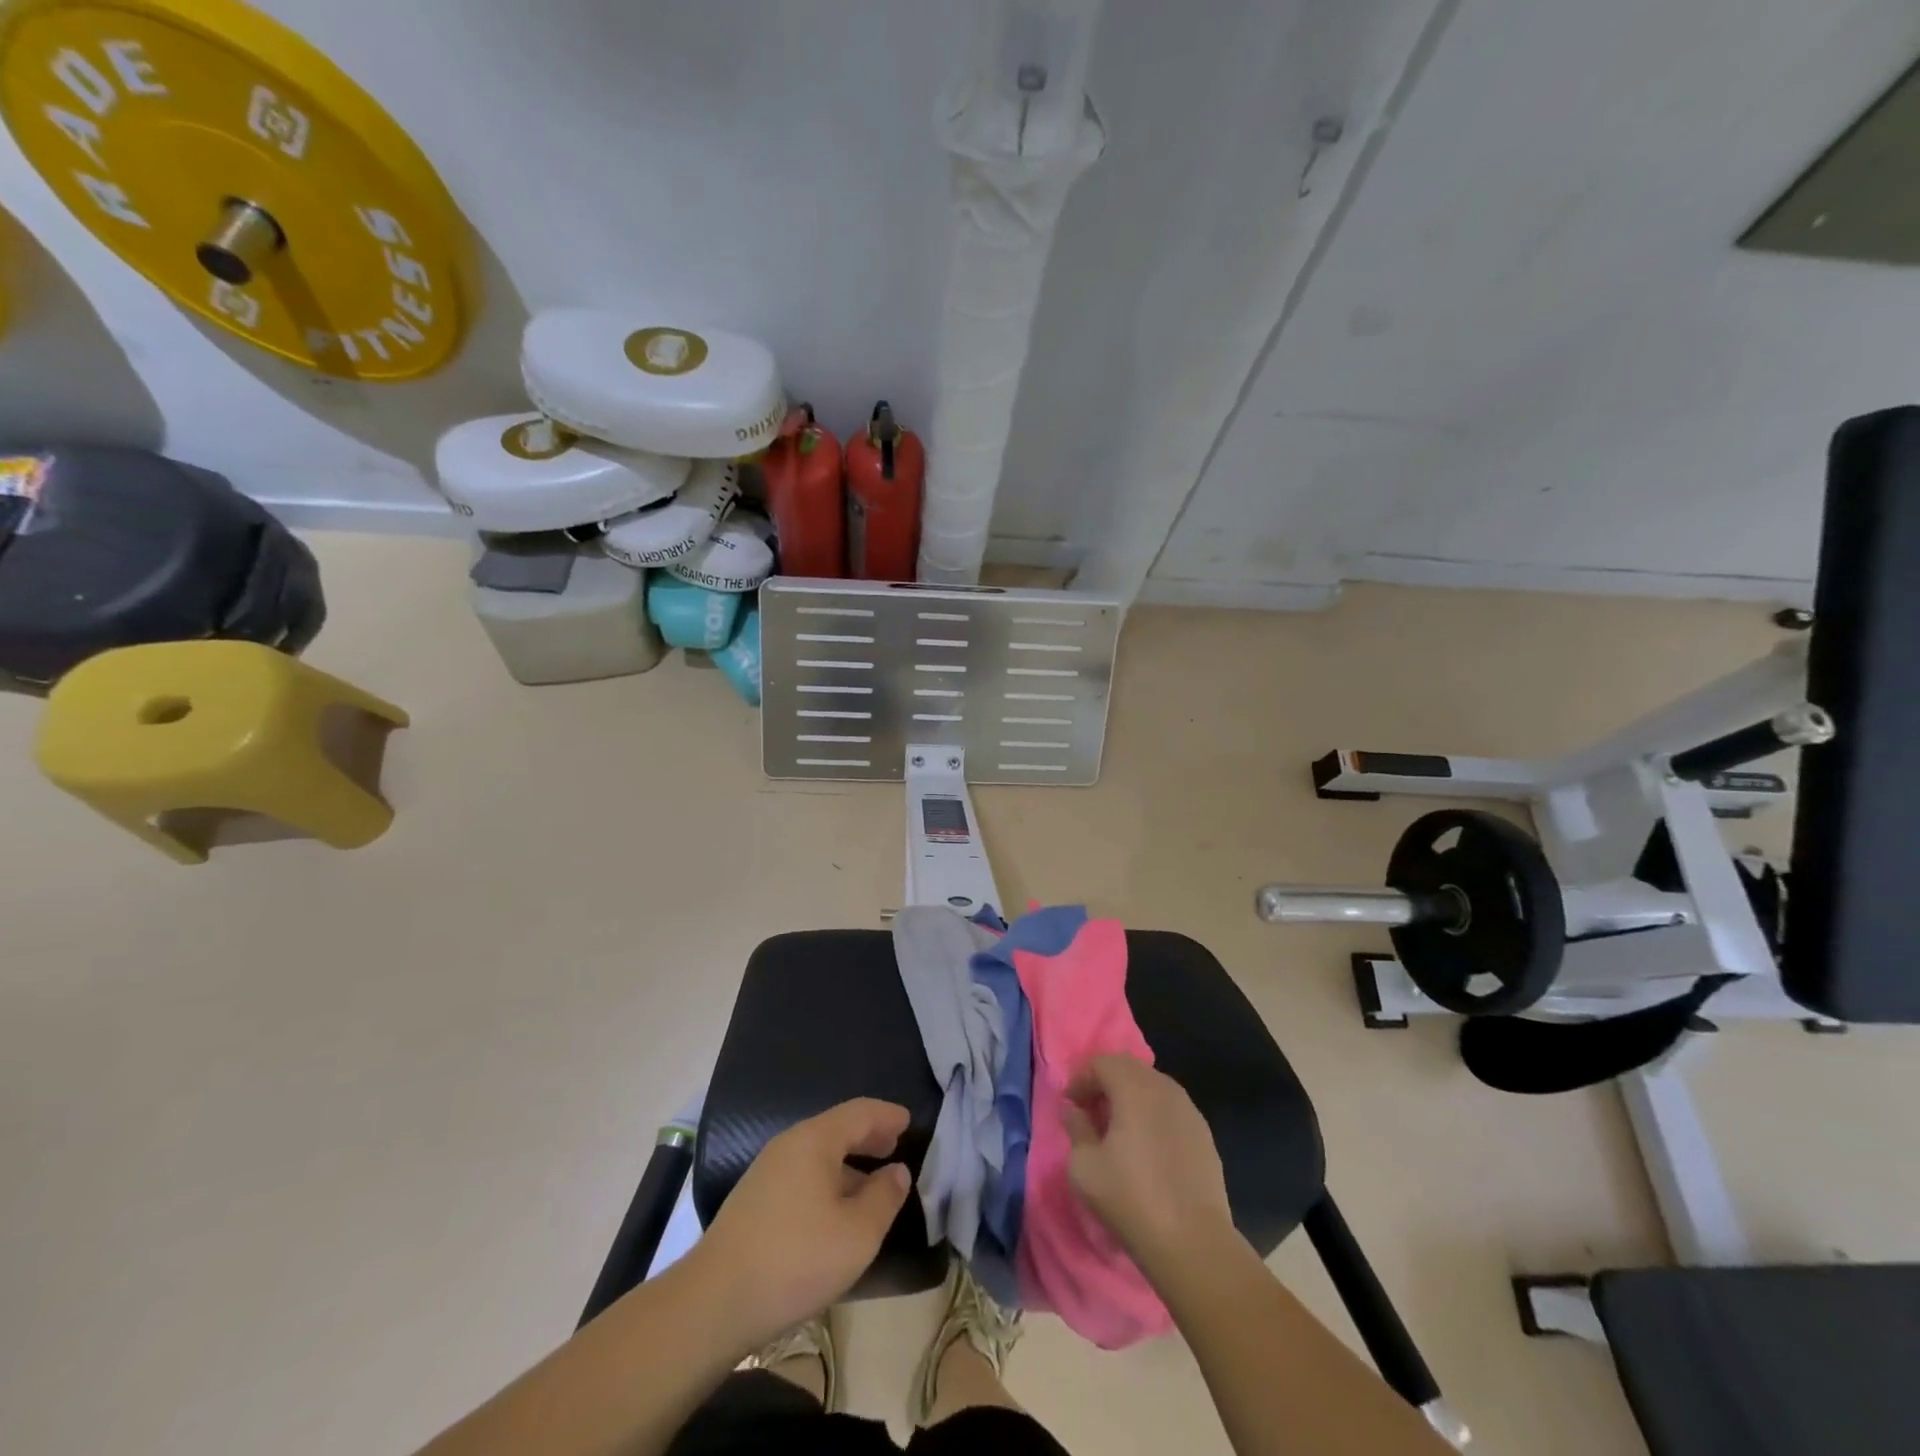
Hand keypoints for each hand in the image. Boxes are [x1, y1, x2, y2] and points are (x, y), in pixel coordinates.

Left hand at [691, 1099, 912, 1350]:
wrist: (714, 1303)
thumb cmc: (795, 1260)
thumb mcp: (857, 1234)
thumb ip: (884, 1197)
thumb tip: (897, 1171)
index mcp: (815, 1140)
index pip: (860, 1112)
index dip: (887, 1115)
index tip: (909, 1121)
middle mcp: (789, 1144)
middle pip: (837, 1128)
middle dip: (868, 1134)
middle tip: (894, 1144)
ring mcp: (767, 1171)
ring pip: (818, 1153)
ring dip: (848, 1161)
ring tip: (872, 1180)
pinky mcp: (754, 1199)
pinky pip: (802, 1173)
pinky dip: (828, 1178)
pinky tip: (836, 1208)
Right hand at [1063, 1056, 1236, 1279]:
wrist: (1193, 1242)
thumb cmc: (1131, 1199)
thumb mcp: (1084, 1166)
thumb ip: (1076, 1128)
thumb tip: (1074, 1110)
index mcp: (1134, 1088)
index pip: (1102, 1063)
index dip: (1081, 1079)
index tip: (1070, 1105)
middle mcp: (1164, 1088)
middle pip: (1129, 1068)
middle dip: (1105, 1082)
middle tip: (1091, 1111)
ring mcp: (1189, 1109)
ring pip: (1152, 1086)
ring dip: (1130, 1097)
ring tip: (1118, 1128)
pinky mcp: (1204, 1133)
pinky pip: (1171, 1108)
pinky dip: (1152, 1114)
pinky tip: (1146, 1146)